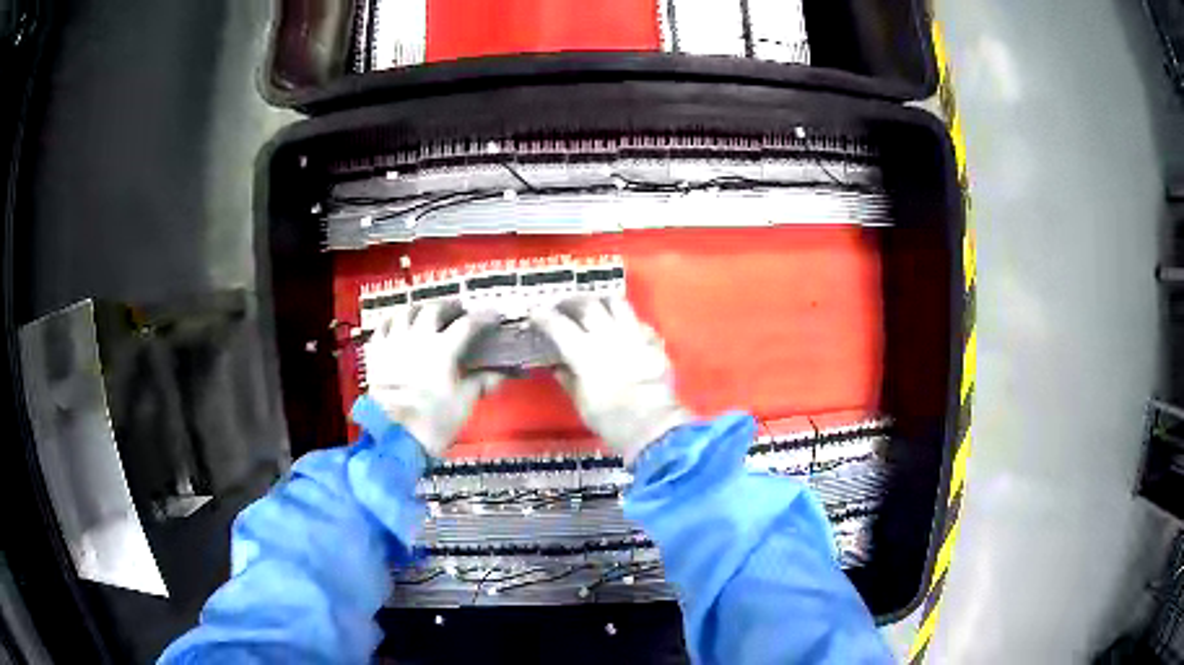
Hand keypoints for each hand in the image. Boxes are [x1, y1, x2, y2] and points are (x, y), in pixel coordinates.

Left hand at [365, 303, 500, 456]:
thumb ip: (481, 384)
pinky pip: (382, 328)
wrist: (394, 435)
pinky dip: (392, 322)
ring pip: (406, 313)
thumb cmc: (432, 421)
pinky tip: (396, 325)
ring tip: (425, 314)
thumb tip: (498, 376)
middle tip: (457, 312)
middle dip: (448, 307)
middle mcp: (418, 338)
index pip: (467, 324)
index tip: (492, 316)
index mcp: (443, 349)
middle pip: (434, 310)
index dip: (483, 317)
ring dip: (419, 310)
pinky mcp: (375, 353)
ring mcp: (394, 343)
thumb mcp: (463, 403)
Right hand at [531, 298, 689, 463]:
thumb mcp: (581, 402)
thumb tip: (559, 367)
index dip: (543, 316)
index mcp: (583, 352)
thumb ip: (568, 379)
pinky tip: (624, 328)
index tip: (535, 313)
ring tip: (594, 306)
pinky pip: (639, 321)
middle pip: (587, 305)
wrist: (652, 422)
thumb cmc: (610, 418)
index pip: (558, 325)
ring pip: (616, 303)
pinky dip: (628, 321)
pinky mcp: (653, 342)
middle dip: (571, 302)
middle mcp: (607, 335)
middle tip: (563, 307)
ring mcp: (633, 335)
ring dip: (601, 301)